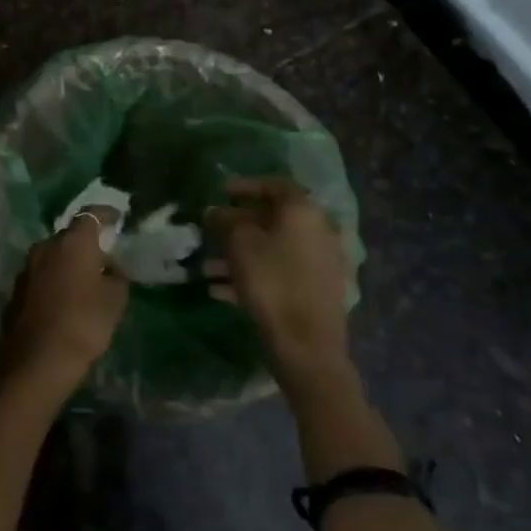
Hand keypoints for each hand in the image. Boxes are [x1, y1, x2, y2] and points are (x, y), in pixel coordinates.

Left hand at [0, 209, 127, 397]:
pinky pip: (42, 276)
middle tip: (105, 259)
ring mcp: (27, 268)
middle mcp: (45, 246)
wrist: (36, 362)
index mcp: (72, 242)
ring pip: (53, 256)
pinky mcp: (17, 290)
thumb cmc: (83, 324)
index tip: (118, 219)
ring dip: (68, 263)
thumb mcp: (114, 301)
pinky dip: (55, 280)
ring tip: (86, 281)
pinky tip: (66, 299)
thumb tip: (110, 267)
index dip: (106, 215)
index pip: (91, 215)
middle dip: (87, 244)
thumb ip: (116, 277)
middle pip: (69, 237)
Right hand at [205, 177, 353, 387]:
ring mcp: (322, 263)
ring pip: (274, 249)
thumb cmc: (271, 282)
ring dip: (241, 254)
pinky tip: (222, 291)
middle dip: (238, 225)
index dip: (245, 185)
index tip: (220, 192)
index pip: (275, 185)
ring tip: (208, 268)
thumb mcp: (239, 243)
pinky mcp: (318, 291)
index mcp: (304, 212)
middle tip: (211, 231)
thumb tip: (215, 211)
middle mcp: (320, 231)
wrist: (307, 345)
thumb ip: (225, 220)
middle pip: (274, 219)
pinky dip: (254, 275)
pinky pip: (281, 273)